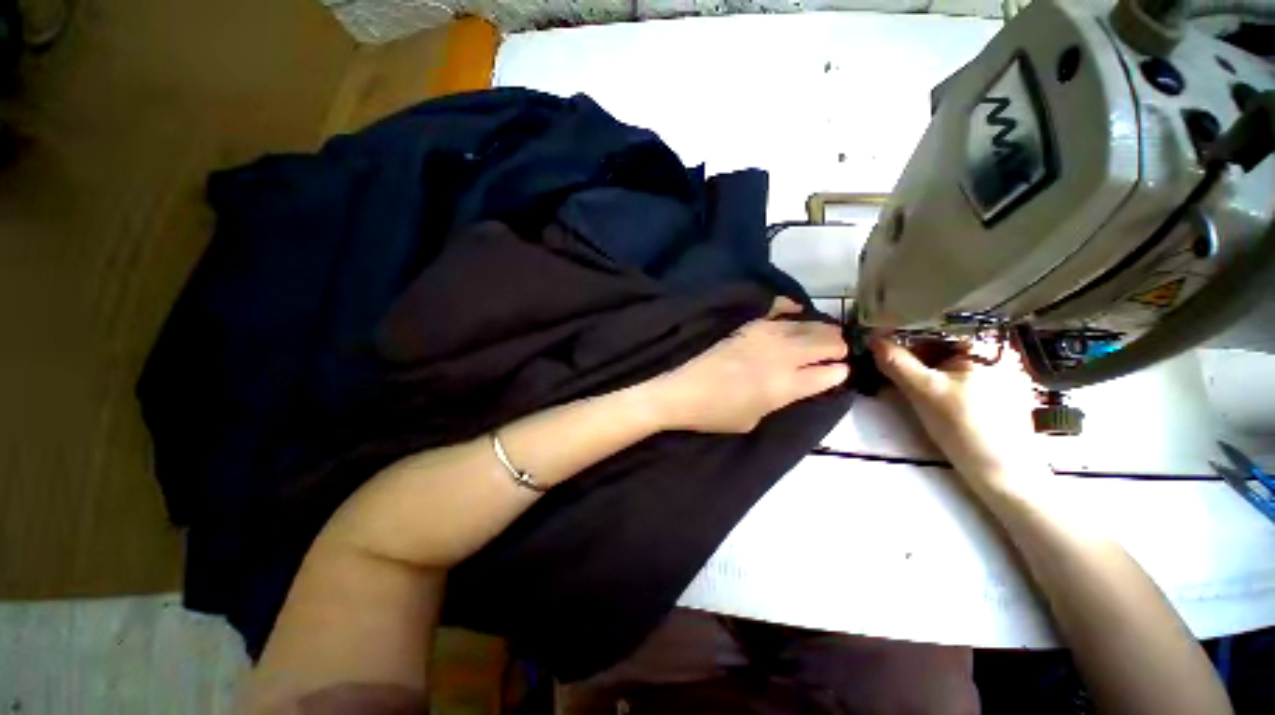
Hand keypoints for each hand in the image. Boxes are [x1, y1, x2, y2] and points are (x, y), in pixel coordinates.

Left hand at [651, 297, 848, 433]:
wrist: (684, 392)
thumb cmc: (718, 414)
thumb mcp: (756, 419)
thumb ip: (783, 399)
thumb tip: (801, 383)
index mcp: (785, 386)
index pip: (827, 374)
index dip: (838, 371)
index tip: (842, 370)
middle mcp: (780, 356)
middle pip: (823, 343)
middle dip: (837, 346)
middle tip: (839, 350)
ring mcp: (763, 336)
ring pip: (805, 325)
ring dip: (821, 329)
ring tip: (826, 334)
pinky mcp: (746, 327)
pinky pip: (774, 310)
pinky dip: (788, 307)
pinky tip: (796, 308)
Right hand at [871, 337, 1042, 486]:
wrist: (1002, 474)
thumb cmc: (966, 427)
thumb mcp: (923, 391)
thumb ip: (896, 362)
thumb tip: (871, 338)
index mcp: (986, 346)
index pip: (937, 328)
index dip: (904, 332)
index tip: (879, 341)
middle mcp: (996, 354)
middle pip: (943, 344)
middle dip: (911, 352)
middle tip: (885, 360)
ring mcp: (998, 374)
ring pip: (948, 361)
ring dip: (920, 365)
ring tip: (898, 375)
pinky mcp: (995, 393)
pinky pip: (957, 375)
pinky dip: (936, 378)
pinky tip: (922, 389)